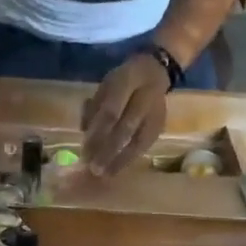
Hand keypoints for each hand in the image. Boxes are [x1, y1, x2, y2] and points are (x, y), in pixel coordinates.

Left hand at [81, 53, 169, 176]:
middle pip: (125, 128)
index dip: (98, 133)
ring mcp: (156, 112)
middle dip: (108, 151)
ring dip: (120, 159)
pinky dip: (130, 158)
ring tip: (105, 174)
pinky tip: (117, 169)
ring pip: (138, 140)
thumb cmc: (124, 81)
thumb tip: (84, 133)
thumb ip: (94, 107)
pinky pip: (145, 145)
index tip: (85, 151)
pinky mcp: (161, 125)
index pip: (111, 111)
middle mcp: (145, 96)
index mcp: (127, 81)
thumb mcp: (105, 85)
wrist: (156, 71)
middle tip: (94, 169)